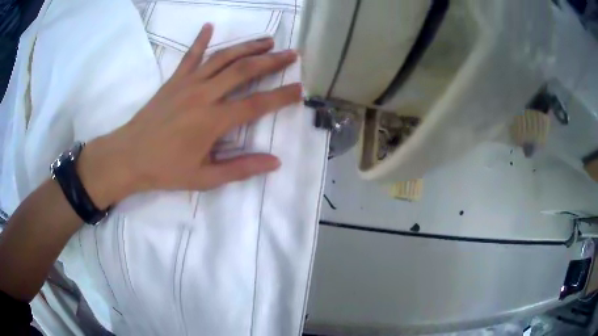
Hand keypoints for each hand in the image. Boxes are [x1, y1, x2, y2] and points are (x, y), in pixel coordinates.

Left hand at [77, 23, 300, 207]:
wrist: (128, 157)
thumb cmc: (165, 170)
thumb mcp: (204, 178)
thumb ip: (240, 168)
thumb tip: (274, 162)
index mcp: (212, 121)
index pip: (256, 104)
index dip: (281, 96)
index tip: (300, 89)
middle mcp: (203, 95)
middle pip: (243, 71)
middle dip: (271, 61)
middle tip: (292, 54)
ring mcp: (187, 84)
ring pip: (222, 58)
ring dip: (247, 46)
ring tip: (268, 40)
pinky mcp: (173, 80)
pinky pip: (190, 56)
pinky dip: (200, 40)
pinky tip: (210, 26)